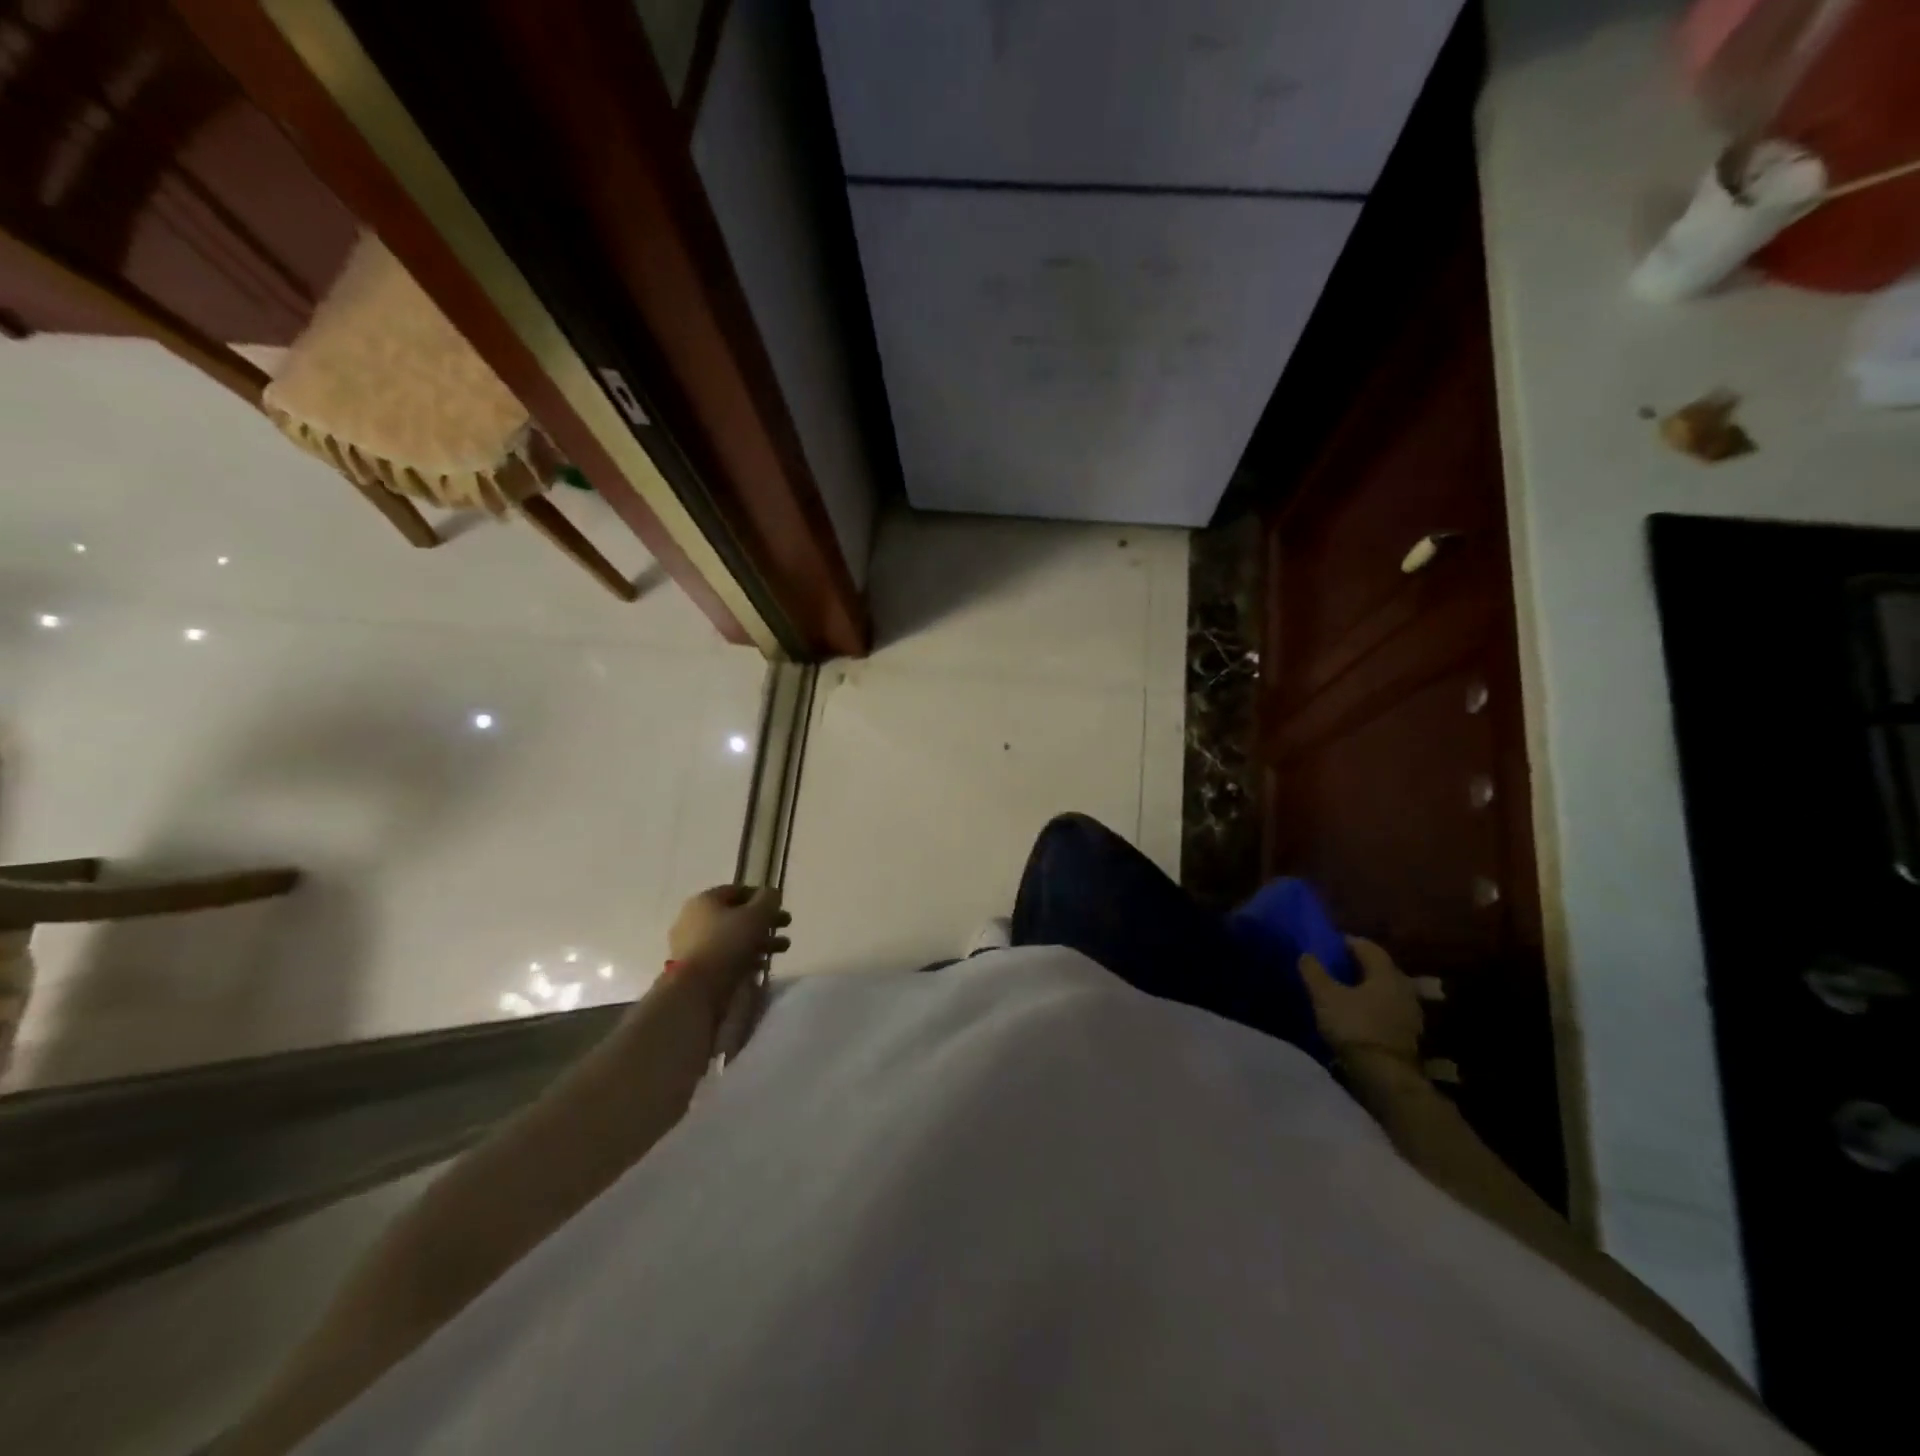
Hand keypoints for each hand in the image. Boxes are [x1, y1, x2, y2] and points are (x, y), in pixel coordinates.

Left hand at [667, 885, 789, 1018]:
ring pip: (733, 938)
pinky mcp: (696, 969)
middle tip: (786, 926)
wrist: (696, 989)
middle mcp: (694, 919)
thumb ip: (768, 900)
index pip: (737, 891)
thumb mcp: (756, 915)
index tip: (780, 906)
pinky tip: (762, 966)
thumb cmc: (727, 943)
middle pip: (736, 915)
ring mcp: (693, 946)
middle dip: (764, 921)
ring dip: (759, 941)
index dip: (761, 896)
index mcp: (705, 900)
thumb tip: (772, 894)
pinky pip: (725, 957)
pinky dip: (745, 959)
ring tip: (782, 949)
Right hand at [1299, 937, 1426, 1068]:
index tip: (1328, 944)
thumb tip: (1305, 954)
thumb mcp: (1325, 996)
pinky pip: (1388, 1009)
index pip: (1367, 947)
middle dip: (1358, 965)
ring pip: (1385, 990)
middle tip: (1334, 966)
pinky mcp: (1409, 1033)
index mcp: (1386, 973)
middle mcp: (1404, 987)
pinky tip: (1357, 1013)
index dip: (1346, 942)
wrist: (1385, 1075)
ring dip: (1366, 987)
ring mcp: (1410, 1012)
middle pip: (1379, 968)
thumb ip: (1314, 972)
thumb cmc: (1355, 1026)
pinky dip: (1373, 1006)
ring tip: (1343, 991)